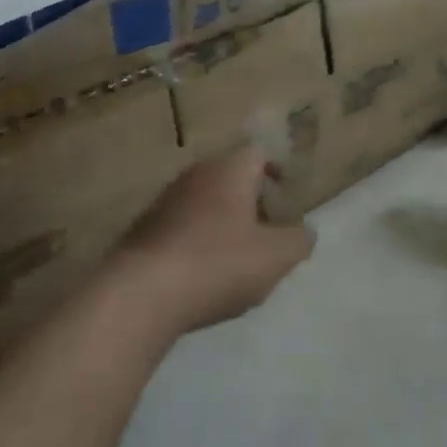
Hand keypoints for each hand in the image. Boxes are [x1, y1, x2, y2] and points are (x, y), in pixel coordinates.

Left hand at [116, 145, 315, 334]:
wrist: (140, 293)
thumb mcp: (275, 257)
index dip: (276, 170)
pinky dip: (195, 240)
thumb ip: (298, 240)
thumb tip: (306, 230)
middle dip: (249, 198)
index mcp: (230, 169)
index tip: (285, 195)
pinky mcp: (143, 229)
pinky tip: (200, 273)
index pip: (259, 152)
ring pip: (203, 200)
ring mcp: (165, 199)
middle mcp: (197, 173)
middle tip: (265, 229)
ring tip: (234, 255)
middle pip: (230, 175)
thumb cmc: (217, 263)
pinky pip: (180, 225)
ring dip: (220, 221)